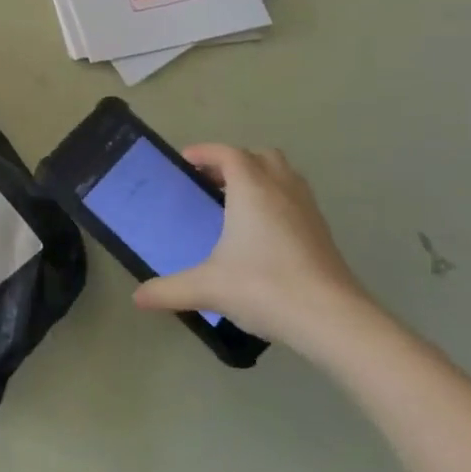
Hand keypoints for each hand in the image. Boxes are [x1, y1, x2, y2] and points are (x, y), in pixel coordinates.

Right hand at [131, 145, 380, 352]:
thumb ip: (169, 289)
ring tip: (236, 204)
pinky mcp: (323, 232)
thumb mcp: (208, 288)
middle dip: (235, 162)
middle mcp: (282, 189)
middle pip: (260, 156)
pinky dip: (277, 201)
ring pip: (284, 175)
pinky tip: (262, 234)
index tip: (184, 162)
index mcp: (252, 189)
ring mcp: (307, 209)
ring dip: (260, 178)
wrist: (332, 319)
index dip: (205, 152)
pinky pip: (296, 199)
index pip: (228, 153)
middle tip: (211, 183)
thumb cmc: (264, 287)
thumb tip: (138, 298)